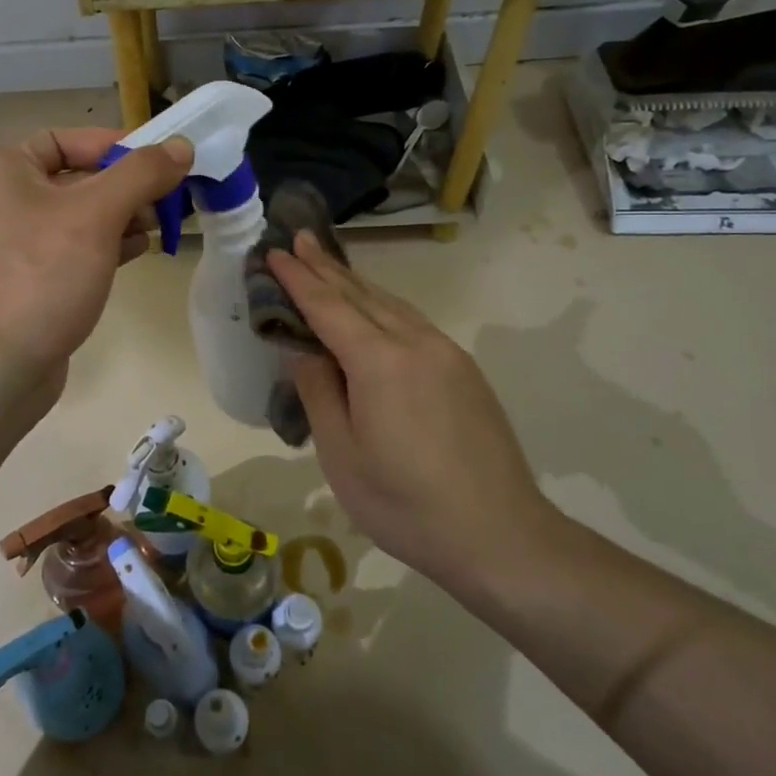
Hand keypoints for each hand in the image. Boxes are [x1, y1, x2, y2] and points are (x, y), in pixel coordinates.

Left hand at [0, 127, 192, 399]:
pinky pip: (71, 247)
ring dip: (121, 216)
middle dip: (125, 186)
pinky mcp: (27, 278)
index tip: (157, 162)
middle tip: (168, 198)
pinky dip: (105, 244)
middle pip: (75, 177)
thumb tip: (181, 146)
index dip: (114, 146)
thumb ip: (141, 174)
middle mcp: (0, 201)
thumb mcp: (98, 215)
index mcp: (2, 172)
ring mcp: (12, 244)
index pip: (66, 140)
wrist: (1, 366)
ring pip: (78, 215)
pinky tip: (139, 251)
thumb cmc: (44, 275)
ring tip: (159, 226)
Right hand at [269, 233, 559, 596]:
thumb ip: (319, 392)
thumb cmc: (405, 504)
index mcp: (379, 362)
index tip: (274, 252)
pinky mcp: (464, 371)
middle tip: (298, 239)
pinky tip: (374, 310)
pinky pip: (413, 322)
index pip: (328, 306)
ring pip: (391, 304)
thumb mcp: (342, 454)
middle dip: (326, 266)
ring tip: (328, 265)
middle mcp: (415, 343)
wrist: (501, 536)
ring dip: (355, 283)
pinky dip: (383, 306)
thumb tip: (303, 350)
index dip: (298, 278)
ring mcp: (446, 354)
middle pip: (361, 294)